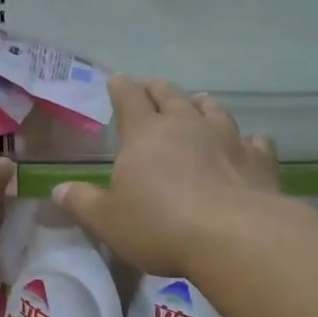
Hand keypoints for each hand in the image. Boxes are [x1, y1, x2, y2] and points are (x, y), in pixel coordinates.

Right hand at [54, 76, 277, 276]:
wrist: (235, 236)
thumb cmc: (160, 226)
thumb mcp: (108, 220)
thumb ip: (83, 203)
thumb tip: (58, 190)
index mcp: (145, 133)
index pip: (129, 98)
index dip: (120, 87)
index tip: (116, 80)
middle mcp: (186, 125)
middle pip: (170, 95)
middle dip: (157, 90)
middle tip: (151, 89)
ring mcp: (227, 138)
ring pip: (213, 109)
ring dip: (201, 105)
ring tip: (198, 104)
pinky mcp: (259, 159)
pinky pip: (255, 140)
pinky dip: (247, 140)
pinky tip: (248, 144)